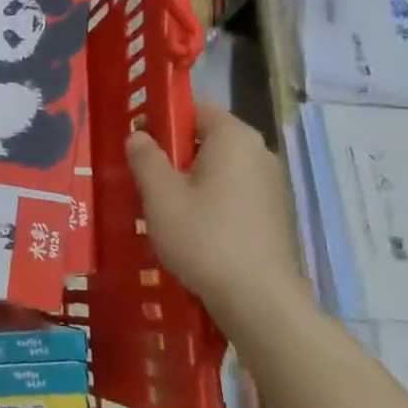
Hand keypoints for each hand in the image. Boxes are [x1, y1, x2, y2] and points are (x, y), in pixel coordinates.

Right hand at [125, 104, 304, 314]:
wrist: (258, 299)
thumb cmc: (204, 238)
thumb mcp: (161, 196)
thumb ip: (145, 158)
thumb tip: (138, 135)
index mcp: (233, 138)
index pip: (194, 108)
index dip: (161, 117)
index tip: (135, 139)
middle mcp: (258, 152)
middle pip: (206, 137)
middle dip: (172, 151)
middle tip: (140, 174)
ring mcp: (269, 183)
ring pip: (218, 166)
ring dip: (188, 177)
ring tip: (158, 202)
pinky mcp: (272, 211)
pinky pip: (231, 189)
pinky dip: (208, 197)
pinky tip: (187, 224)